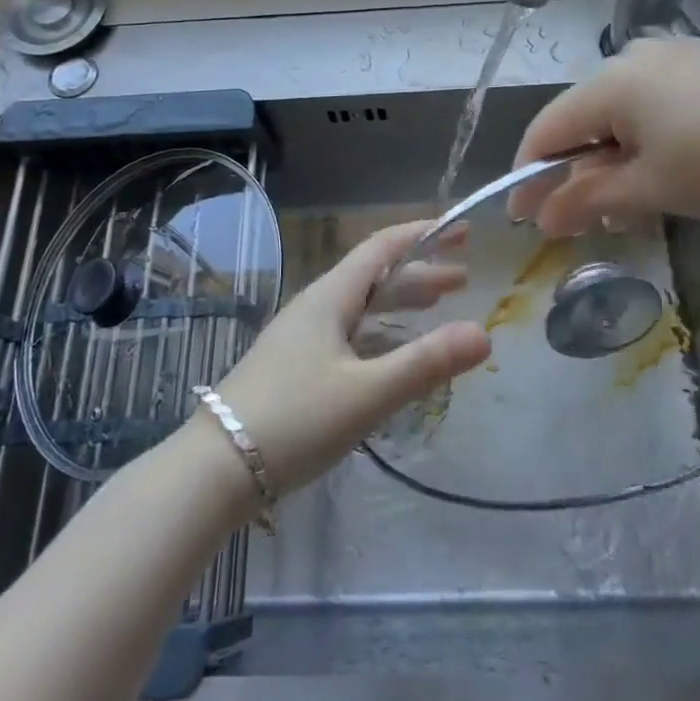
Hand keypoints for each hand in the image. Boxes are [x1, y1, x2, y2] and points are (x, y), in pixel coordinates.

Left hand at [210, 222, 489, 494]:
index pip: (382, 248)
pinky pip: (348, 333)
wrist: (214, 469)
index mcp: (330, 298)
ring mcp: (300, 338)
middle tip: (463, 281)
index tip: (462, 231)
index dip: (423, 235)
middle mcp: (314, 308)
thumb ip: (426, 363)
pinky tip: (391, 354)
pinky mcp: (293, 367)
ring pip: (360, 306)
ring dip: (400, 302)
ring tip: (437, 307)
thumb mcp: (367, 393)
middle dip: (420, 273)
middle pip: (374, 276)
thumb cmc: (294, 420)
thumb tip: (485, 334)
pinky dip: (380, 332)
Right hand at [508, 38, 699, 233]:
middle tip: (580, 215)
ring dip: (612, 152)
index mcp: (610, 82)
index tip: (522, 217)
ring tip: (628, 196)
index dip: (529, 175)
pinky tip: (669, 161)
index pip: (547, 129)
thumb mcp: (651, 189)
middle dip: (575, 168)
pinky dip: (647, 132)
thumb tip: (542, 217)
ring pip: (621, 107)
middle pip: (583, 116)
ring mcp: (676, 52)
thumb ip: (587, 199)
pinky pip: (657, 96)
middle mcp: (634, 55)